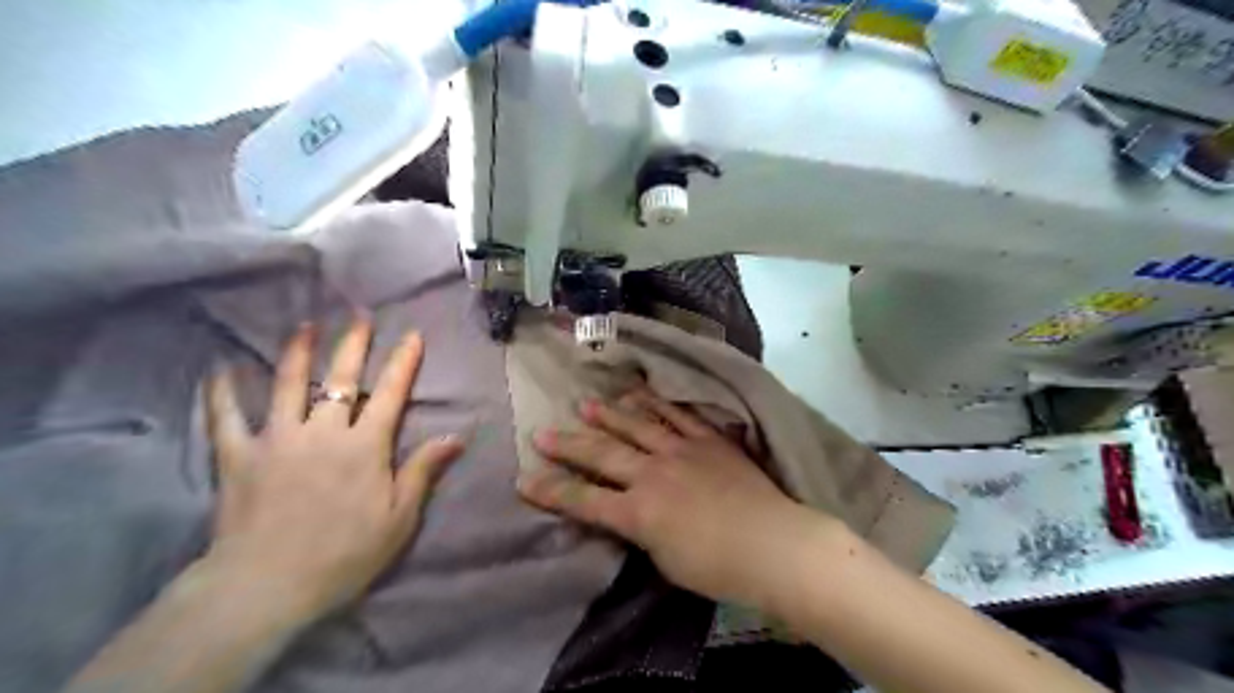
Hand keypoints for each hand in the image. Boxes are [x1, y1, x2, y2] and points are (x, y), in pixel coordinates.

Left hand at [203, 316, 462, 618]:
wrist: (267, 586)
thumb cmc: (345, 553)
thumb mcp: (399, 517)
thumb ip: (423, 470)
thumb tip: (456, 436)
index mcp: (365, 446)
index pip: (390, 393)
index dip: (403, 362)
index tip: (412, 335)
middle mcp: (323, 431)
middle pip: (340, 379)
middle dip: (353, 345)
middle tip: (358, 316)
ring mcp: (277, 440)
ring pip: (287, 385)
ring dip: (298, 353)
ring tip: (305, 327)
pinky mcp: (238, 457)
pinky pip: (226, 418)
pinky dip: (221, 393)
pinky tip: (218, 371)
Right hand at [518, 389, 817, 606]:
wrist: (772, 544)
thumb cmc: (718, 568)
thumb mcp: (665, 561)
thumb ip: (642, 531)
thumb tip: (631, 513)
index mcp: (638, 512)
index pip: (583, 500)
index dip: (551, 491)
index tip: (523, 479)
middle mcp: (652, 474)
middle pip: (602, 454)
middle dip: (568, 445)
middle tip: (542, 432)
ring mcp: (681, 451)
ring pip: (636, 426)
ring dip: (609, 415)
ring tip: (587, 404)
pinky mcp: (707, 440)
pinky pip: (677, 416)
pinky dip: (656, 404)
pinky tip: (639, 393)